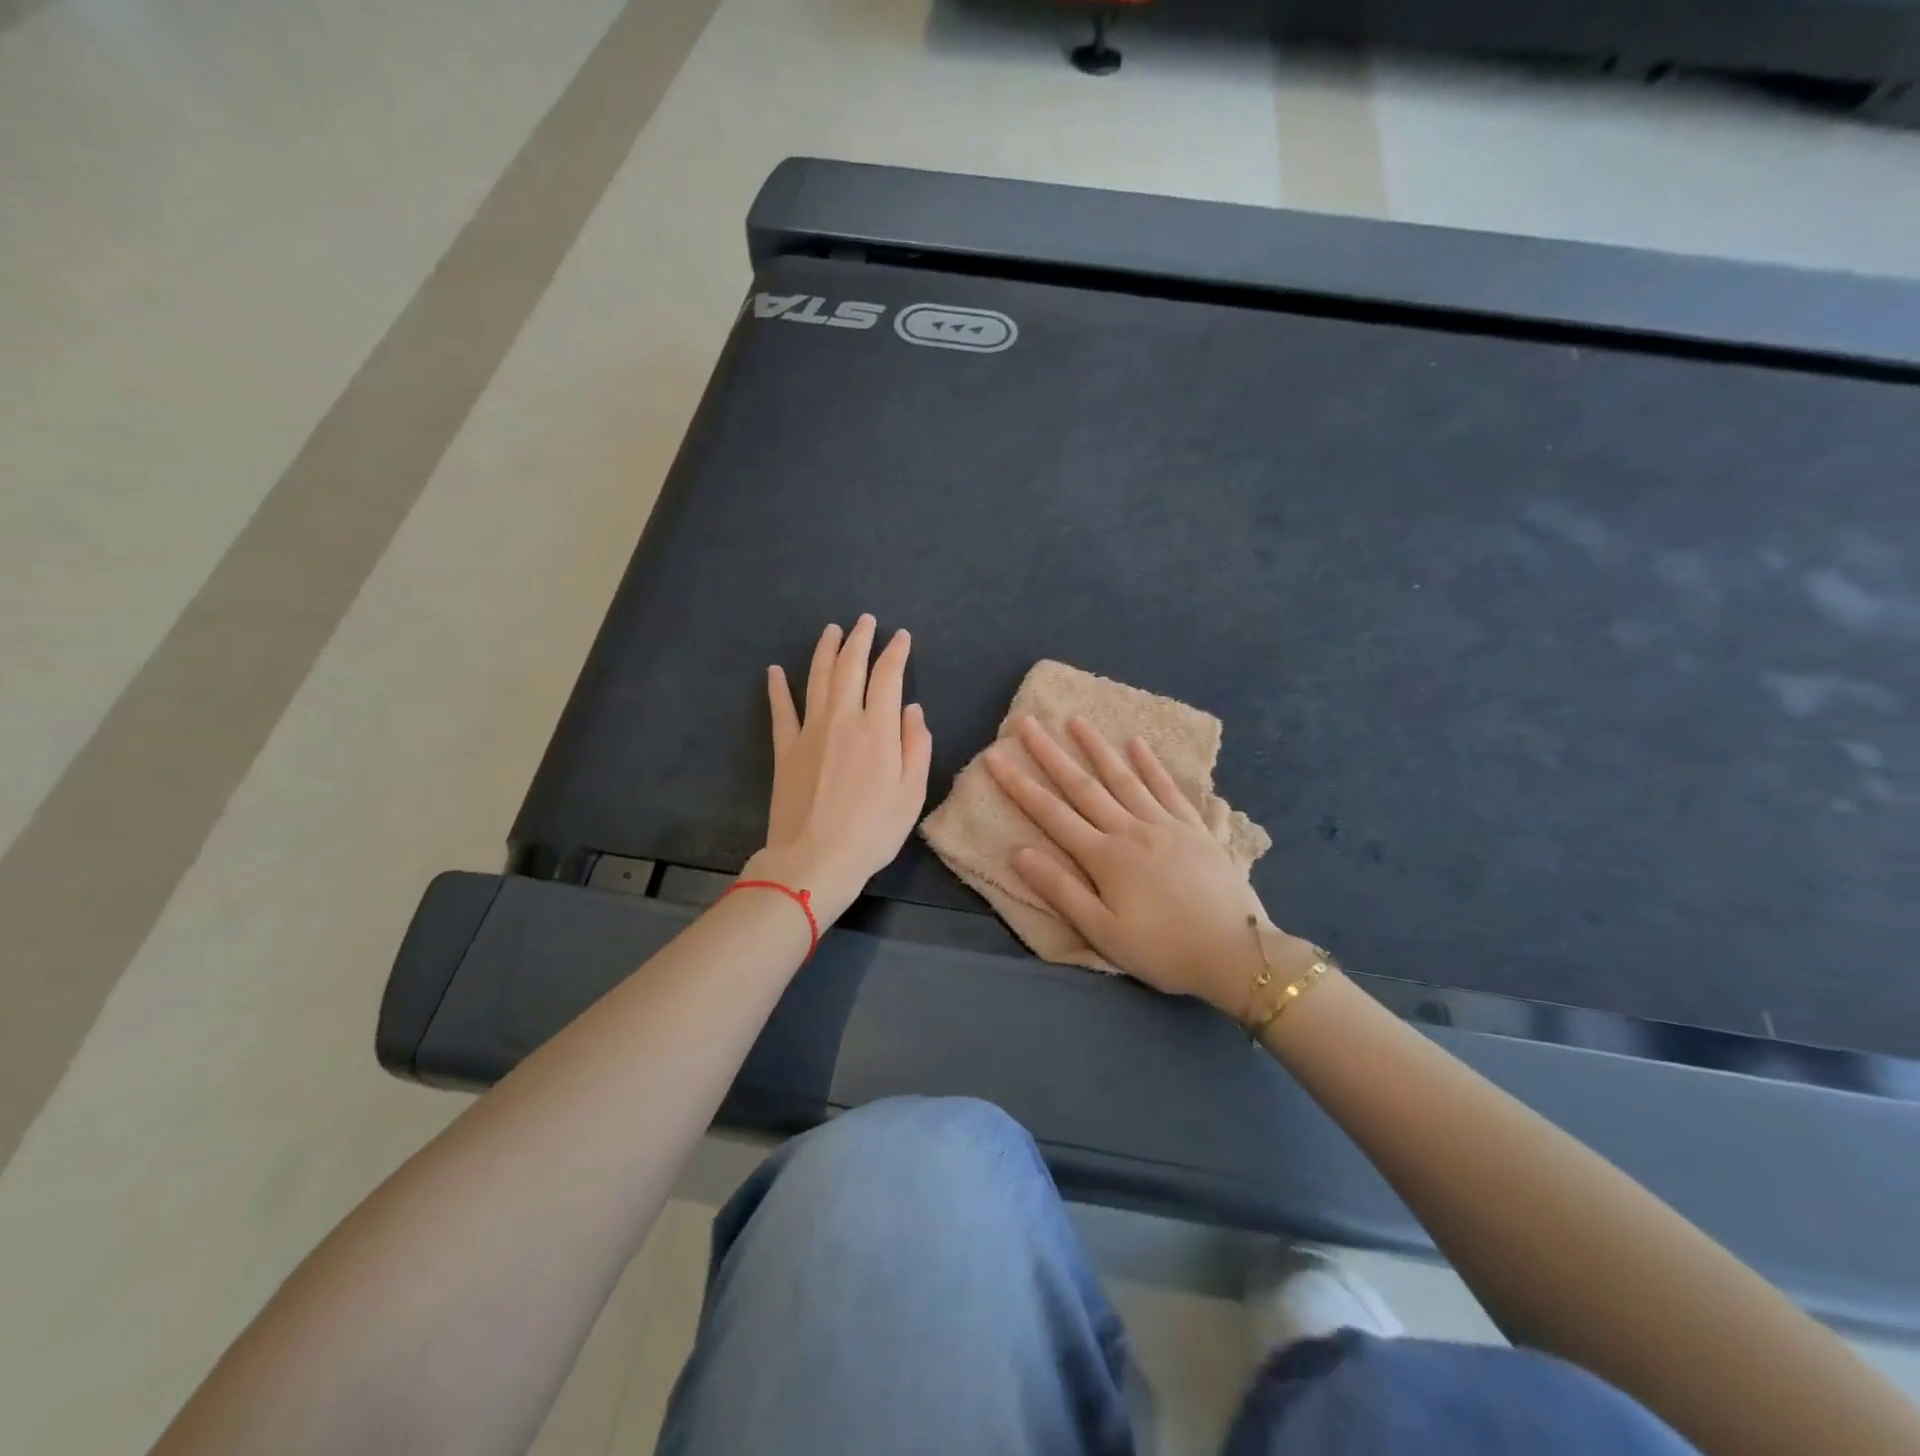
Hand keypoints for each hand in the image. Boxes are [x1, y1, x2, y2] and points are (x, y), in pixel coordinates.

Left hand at [744, 615, 932, 922]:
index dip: (895, 653)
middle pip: (849, 667)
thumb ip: (916, 746)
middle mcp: (842, 720)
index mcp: (877, 730)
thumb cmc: (873, 832)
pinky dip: (777, 688)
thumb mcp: (912, 794)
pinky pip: (781, 710)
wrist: (814, 860)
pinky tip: (774, 671)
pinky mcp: (784, 749)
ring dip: (825, 650)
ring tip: (831, 630)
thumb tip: (911, 709)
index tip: (901, 637)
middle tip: (865, 621)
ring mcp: (809, 732)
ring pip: (816, 678)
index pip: (887, 677)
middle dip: (859, 639)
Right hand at [985, 715, 1303, 1015]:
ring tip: (1076, 720)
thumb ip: (1061, 890)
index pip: (1052, 813)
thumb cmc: (1164, 950)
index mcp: (1104, 857)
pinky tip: (1137, 743)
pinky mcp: (1195, 828)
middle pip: (1083, 786)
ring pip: (1123, 778)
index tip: (996, 756)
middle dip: (1050, 753)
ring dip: (1097, 748)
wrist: (1236, 953)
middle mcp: (1130, 829)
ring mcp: (1165, 824)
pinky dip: (1151, 765)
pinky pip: (1168, 788)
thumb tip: (1018, 852)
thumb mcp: (1103, 932)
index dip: (1020, 785)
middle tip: (1027, 721)